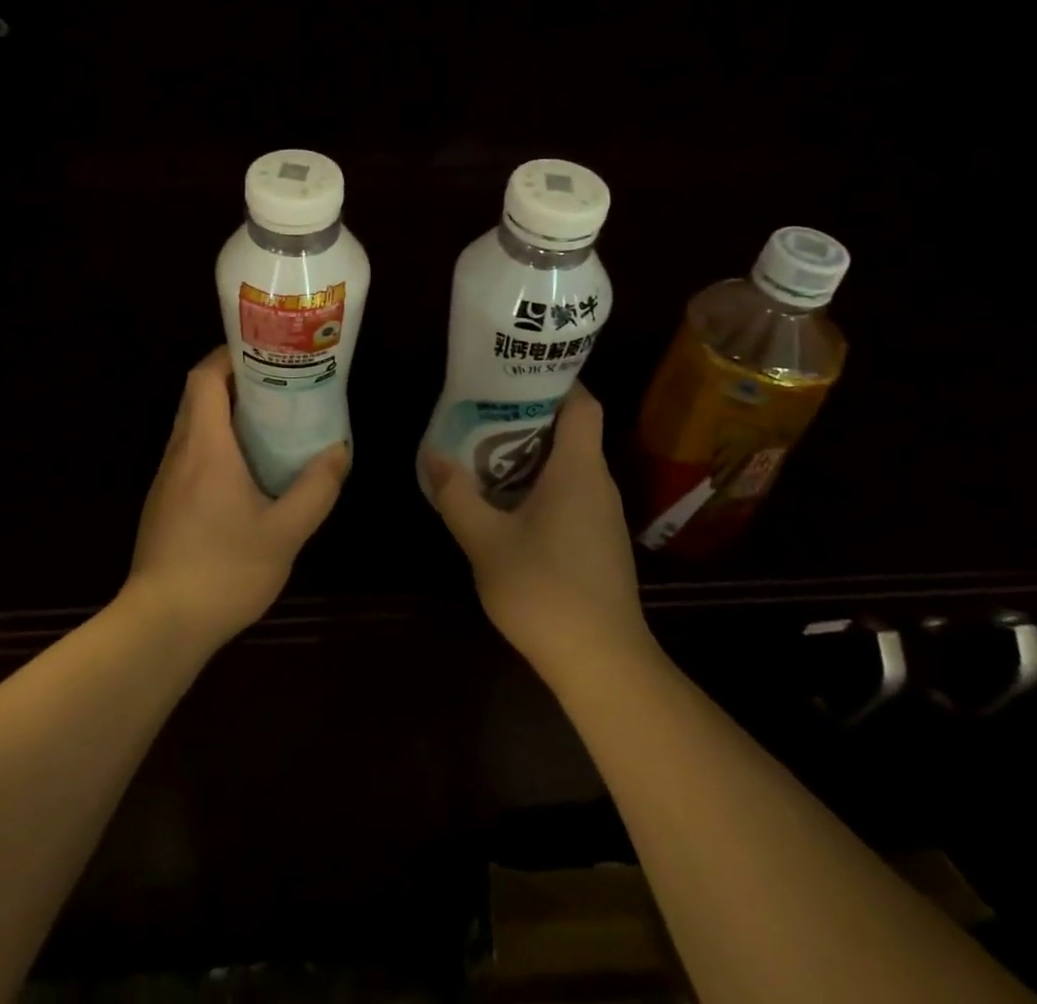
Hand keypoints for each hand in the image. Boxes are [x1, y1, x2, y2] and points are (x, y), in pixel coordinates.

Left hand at [125, 347, 349, 649]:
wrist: (161, 625)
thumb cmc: (224, 570)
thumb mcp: (285, 533)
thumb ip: (316, 489)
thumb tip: (339, 451)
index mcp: (205, 446)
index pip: (205, 377)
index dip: (229, 356)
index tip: (264, 353)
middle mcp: (180, 452)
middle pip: (198, 397)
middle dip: (235, 382)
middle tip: (279, 385)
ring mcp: (167, 479)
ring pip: (193, 426)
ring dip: (226, 414)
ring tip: (270, 422)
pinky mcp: (164, 503)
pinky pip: (190, 455)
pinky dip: (216, 444)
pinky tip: (247, 471)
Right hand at [422, 383, 652, 685]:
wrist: (603, 663)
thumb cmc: (545, 590)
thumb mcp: (485, 541)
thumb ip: (456, 495)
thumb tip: (433, 455)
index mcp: (578, 470)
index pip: (583, 404)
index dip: (557, 380)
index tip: (516, 373)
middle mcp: (599, 484)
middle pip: (572, 432)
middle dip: (529, 417)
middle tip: (483, 410)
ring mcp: (604, 516)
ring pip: (570, 466)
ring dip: (532, 454)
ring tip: (485, 451)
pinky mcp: (600, 543)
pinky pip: (572, 494)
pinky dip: (541, 485)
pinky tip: (507, 503)